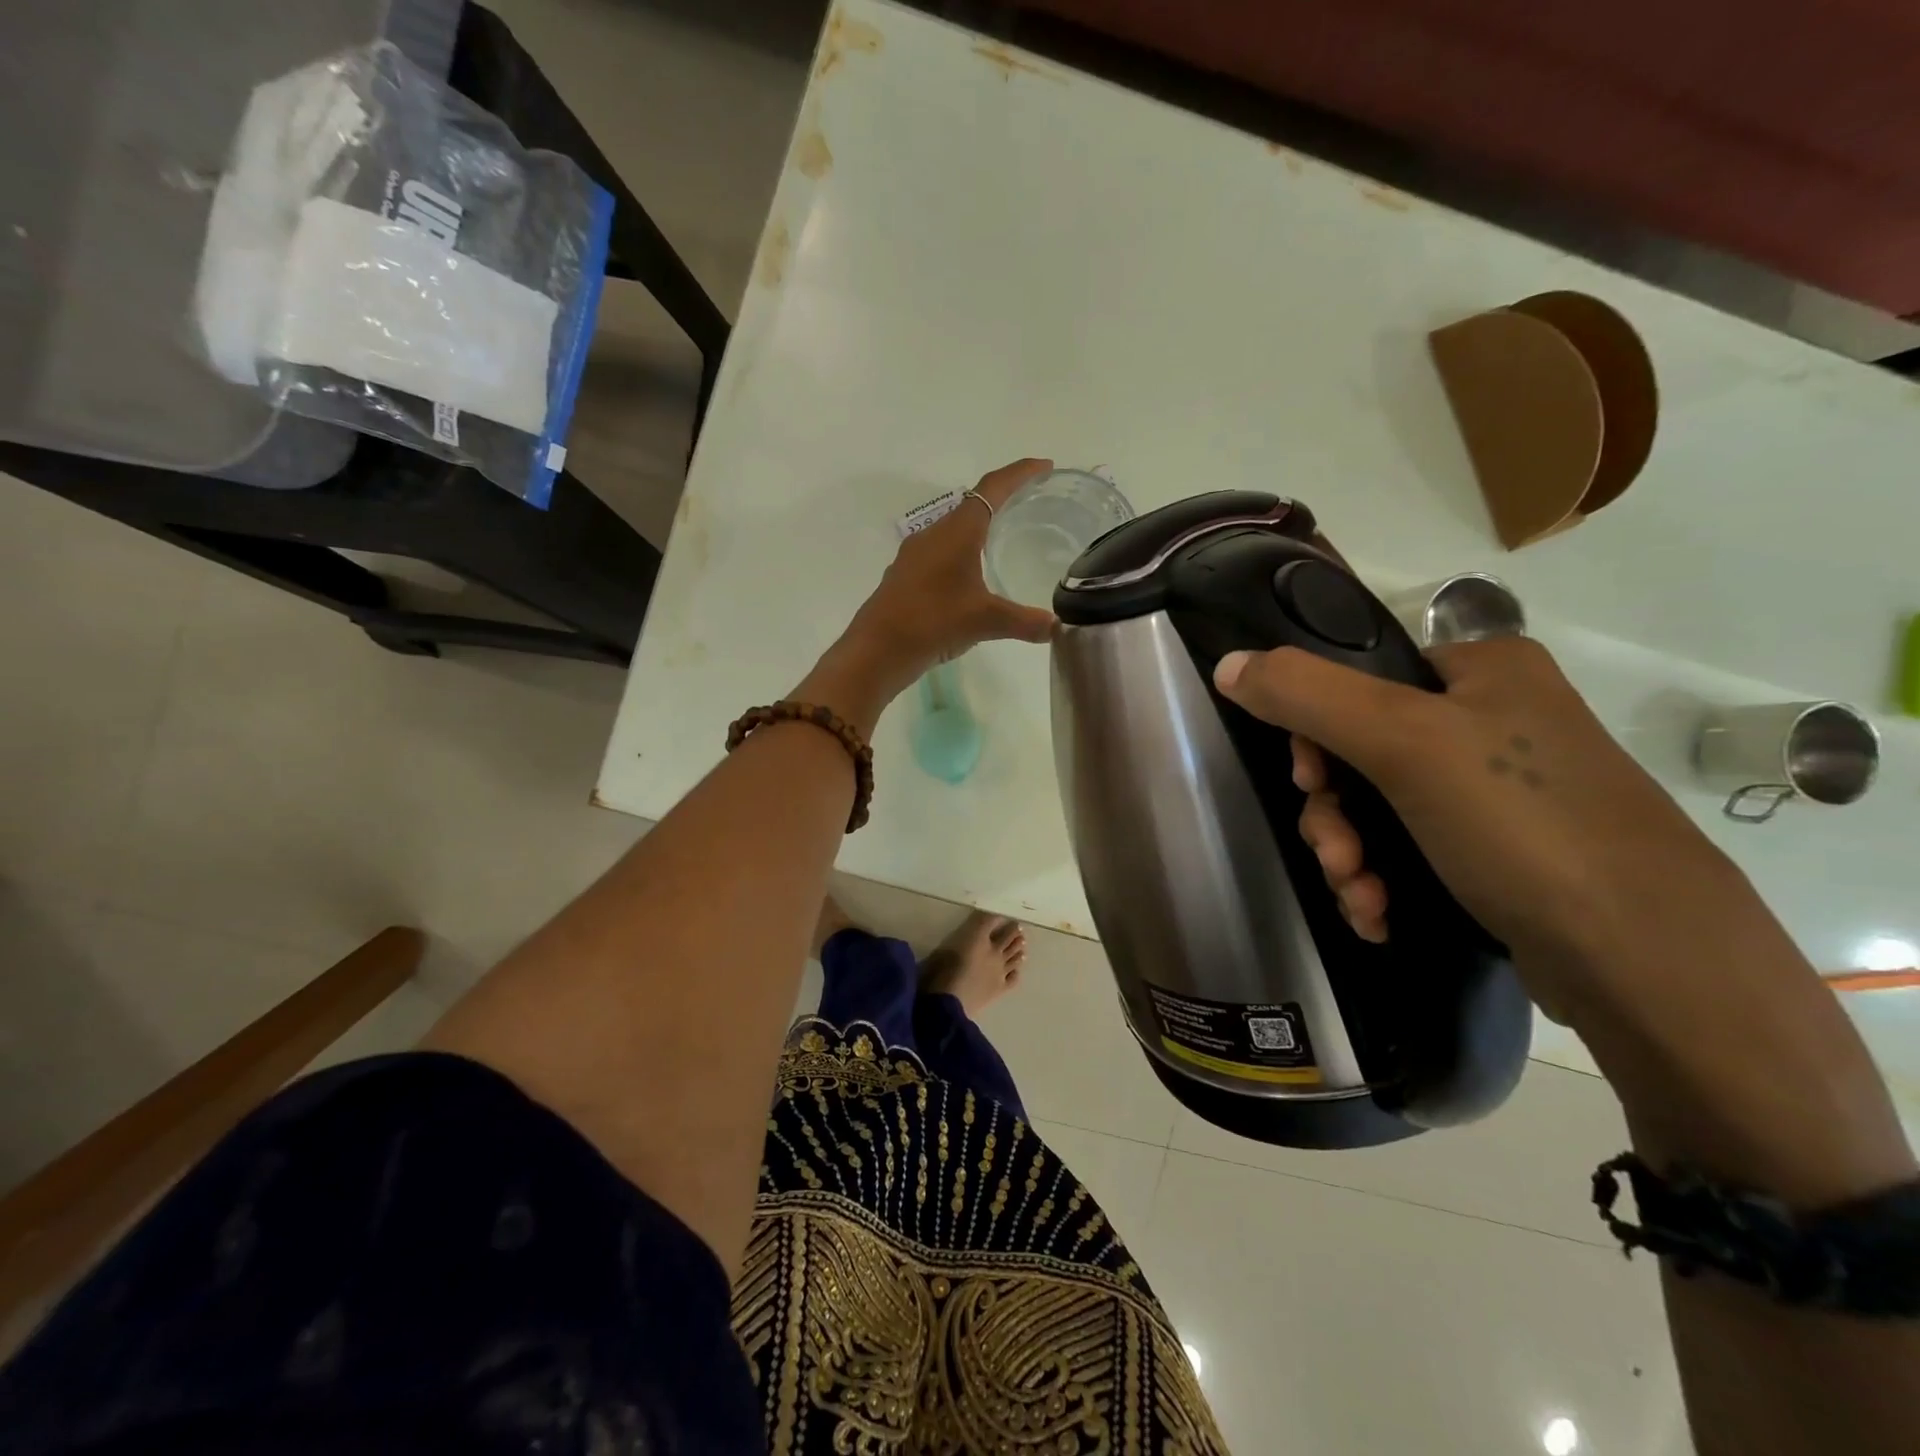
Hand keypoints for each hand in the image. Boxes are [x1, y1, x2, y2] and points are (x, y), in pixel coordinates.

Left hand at [800, 459, 1057, 731]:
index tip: (1044, 466)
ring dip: (979, 526)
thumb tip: (1056, 627)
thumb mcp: (985, 621)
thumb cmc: (932, 622)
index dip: (1020, 473)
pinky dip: (962, 551)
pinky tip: (971, 575)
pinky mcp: (906, 575)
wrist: (876, 650)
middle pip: (972, 504)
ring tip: (1005, 536)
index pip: (993, 488)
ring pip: (954, 528)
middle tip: (1031, 502)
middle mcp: (934, 534)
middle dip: (1002, 498)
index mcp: (957, 531)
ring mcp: (915, 554)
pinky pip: (940, 551)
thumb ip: (1024, 622)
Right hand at [1212, 636, 1736, 1000]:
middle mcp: (1492, 720)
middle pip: (1360, 752)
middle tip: (1335, 854)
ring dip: (1350, 854)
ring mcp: (1498, 792)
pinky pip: (1410, 851)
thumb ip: (1305, 694)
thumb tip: (1227, 664)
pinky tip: (1377, 916)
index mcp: (1480, 670)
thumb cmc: (1521, 823)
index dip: (1314, 731)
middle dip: (1333, 812)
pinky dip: (1382, 881)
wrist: (1647, 962)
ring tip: (1360, 896)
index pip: (1357, 679)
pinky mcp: (1501, 855)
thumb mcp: (1402, 741)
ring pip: (1379, 810)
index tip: (1308, 781)